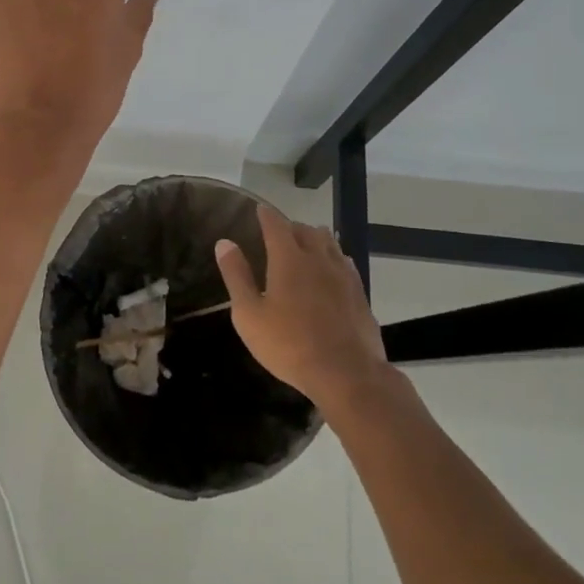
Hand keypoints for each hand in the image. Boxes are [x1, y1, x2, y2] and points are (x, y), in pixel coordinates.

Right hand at [214, 205, 390, 408]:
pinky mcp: (359, 292)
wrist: (346, 373)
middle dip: (290, 227)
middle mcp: (318, 257)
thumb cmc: (289, 345)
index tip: (259, 210)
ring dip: (314, 239)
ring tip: (305, 246)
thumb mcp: (249, 314)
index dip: (266, 215)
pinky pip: (344, 262)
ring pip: (329, 242)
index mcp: (288, 258)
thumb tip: (224, 243)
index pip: (276, 224)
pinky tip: (330, 270)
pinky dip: (333, 258)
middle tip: (279, 234)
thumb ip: (237, 276)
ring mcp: (342, 274)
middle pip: (305, 230)